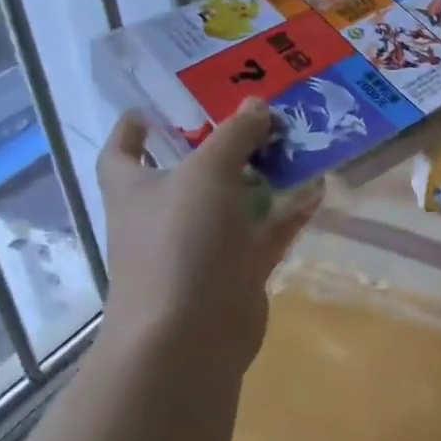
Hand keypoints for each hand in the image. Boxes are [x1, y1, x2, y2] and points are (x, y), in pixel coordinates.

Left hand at [95, 98, 320, 373]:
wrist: (190, 335)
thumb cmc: (180, 241)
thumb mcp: (207, 172)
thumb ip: (233, 135)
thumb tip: (256, 105)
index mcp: (135, 189)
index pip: (122, 151)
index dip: (133, 129)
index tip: (153, 109)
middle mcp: (164, 214)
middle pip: (189, 170)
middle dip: (220, 143)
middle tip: (255, 113)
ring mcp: (202, 245)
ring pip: (234, 200)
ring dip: (262, 174)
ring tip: (295, 141)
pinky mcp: (236, 270)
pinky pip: (266, 231)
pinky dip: (289, 211)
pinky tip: (317, 187)